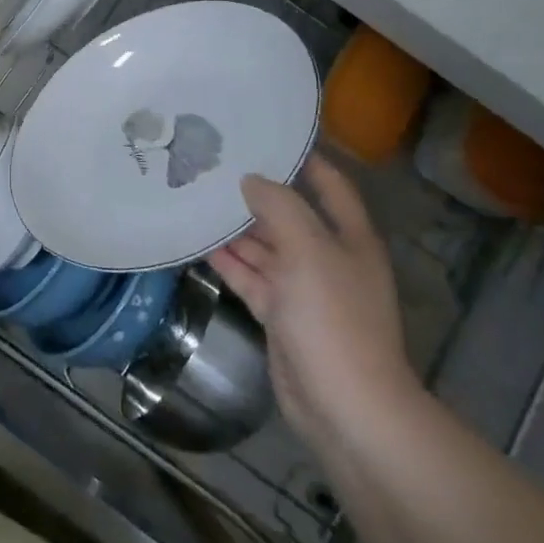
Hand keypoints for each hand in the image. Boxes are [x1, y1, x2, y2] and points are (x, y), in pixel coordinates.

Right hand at [209, 154, 417, 439]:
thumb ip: (279, 206)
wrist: (345, 408)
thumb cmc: (334, 318)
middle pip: (289, 214)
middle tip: (212, 163)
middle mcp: (326, 257)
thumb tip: (250, 180)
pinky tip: (197, 241)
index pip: (328, 184)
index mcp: (348, 237)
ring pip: (264, 246)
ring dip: (234, 226)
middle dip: (255, 192)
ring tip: (195, 196)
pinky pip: (249, 276)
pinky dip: (227, 261)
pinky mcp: (279, 315)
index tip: (265, 134)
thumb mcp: (308, 250)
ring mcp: (302, 288)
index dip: (303, 158)